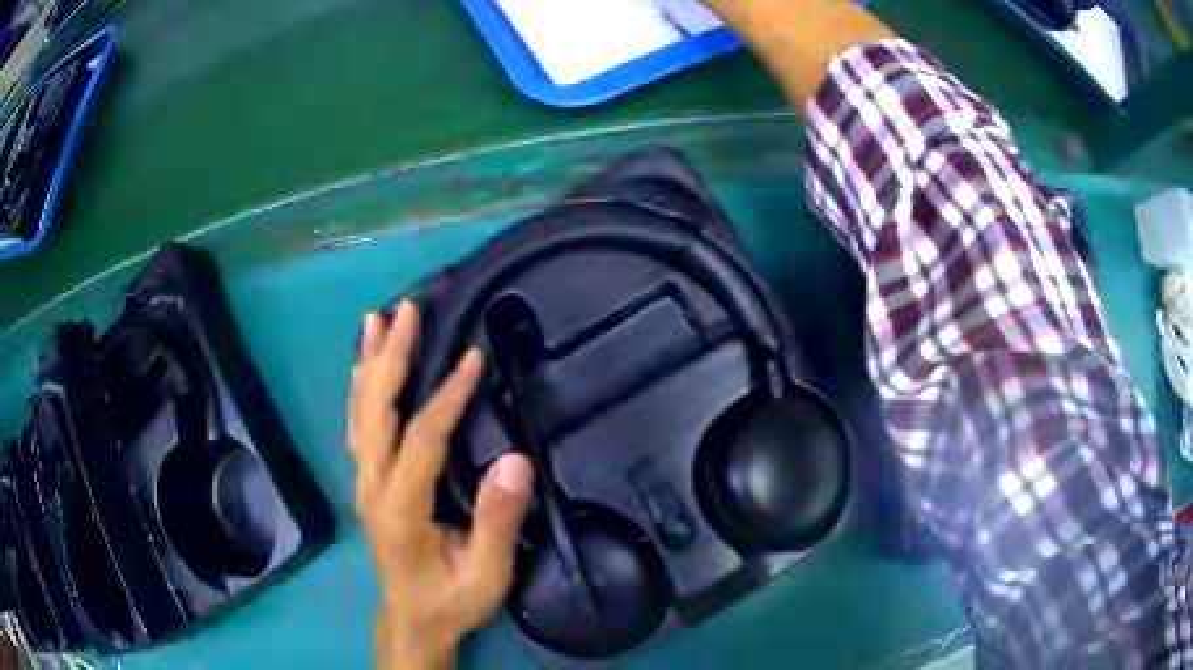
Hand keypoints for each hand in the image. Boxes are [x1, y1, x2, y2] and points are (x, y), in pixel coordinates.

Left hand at [348, 301, 534, 669]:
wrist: (413, 620)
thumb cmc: (451, 600)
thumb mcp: (486, 574)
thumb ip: (497, 522)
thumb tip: (513, 461)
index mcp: (401, 507)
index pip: (421, 438)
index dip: (446, 395)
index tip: (472, 358)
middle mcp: (372, 485)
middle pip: (375, 410)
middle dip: (390, 356)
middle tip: (406, 311)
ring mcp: (363, 482)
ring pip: (359, 412)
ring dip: (368, 363)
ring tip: (375, 321)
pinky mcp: (366, 483)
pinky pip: (359, 426)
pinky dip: (360, 390)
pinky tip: (362, 368)